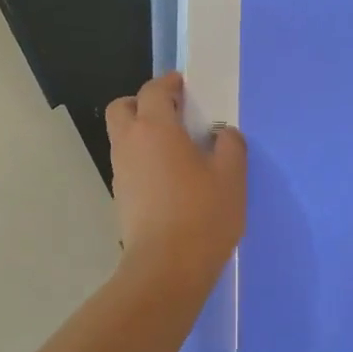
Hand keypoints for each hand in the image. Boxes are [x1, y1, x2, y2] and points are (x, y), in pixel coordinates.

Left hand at [106, 73, 246, 281]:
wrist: (166, 269)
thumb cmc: (202, 214)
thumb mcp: (231, 176)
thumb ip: (230, 146)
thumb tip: (222, 135)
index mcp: (155, 129)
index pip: (153, 90)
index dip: (169, 83)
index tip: (186, 85)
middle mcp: (129, 144)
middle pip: (123, 108)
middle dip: (144, 103)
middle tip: (174, 114)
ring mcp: (121, 172)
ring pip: (123, 138)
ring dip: (144, 133)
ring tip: (178, 149)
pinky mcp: (121, 198)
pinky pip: (129, 164)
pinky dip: (144, 160)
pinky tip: (171, 179)